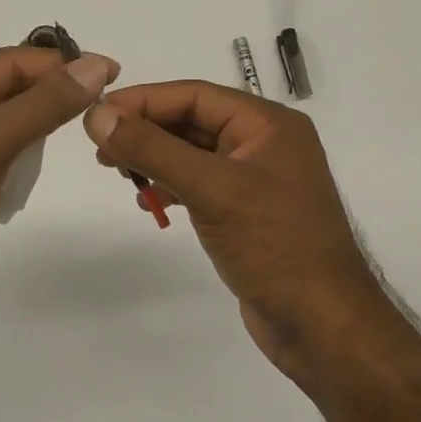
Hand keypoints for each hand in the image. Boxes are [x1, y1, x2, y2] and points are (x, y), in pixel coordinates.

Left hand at [0, 46, 117, 330]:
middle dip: (49, 92)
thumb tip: (94, 66)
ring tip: (75, 129)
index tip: (109, 72)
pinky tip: (33, 166)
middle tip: (99, 102)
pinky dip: (17, 152)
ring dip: (35, 122)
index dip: (60, 64)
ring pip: (1, 117)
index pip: (9, 60)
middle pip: (5, 85)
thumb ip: (44, 104)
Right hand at [84, 82, 383, 384]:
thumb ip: (152, 149)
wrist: (323, 326)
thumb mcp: (209, 189)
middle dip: (144, 130)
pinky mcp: (247, 210)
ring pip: (192, 152)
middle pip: (191, 121)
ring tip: (116, 172)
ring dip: (153, 158)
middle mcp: (264, 142)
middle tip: (99, 147)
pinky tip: (149, 202)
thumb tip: (97, 115)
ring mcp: (256, 178)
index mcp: (267, 123)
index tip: (97, 115)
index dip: (142, 101)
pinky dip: (171, 185)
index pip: (193, 95)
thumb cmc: (273, 245)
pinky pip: (199, 183)